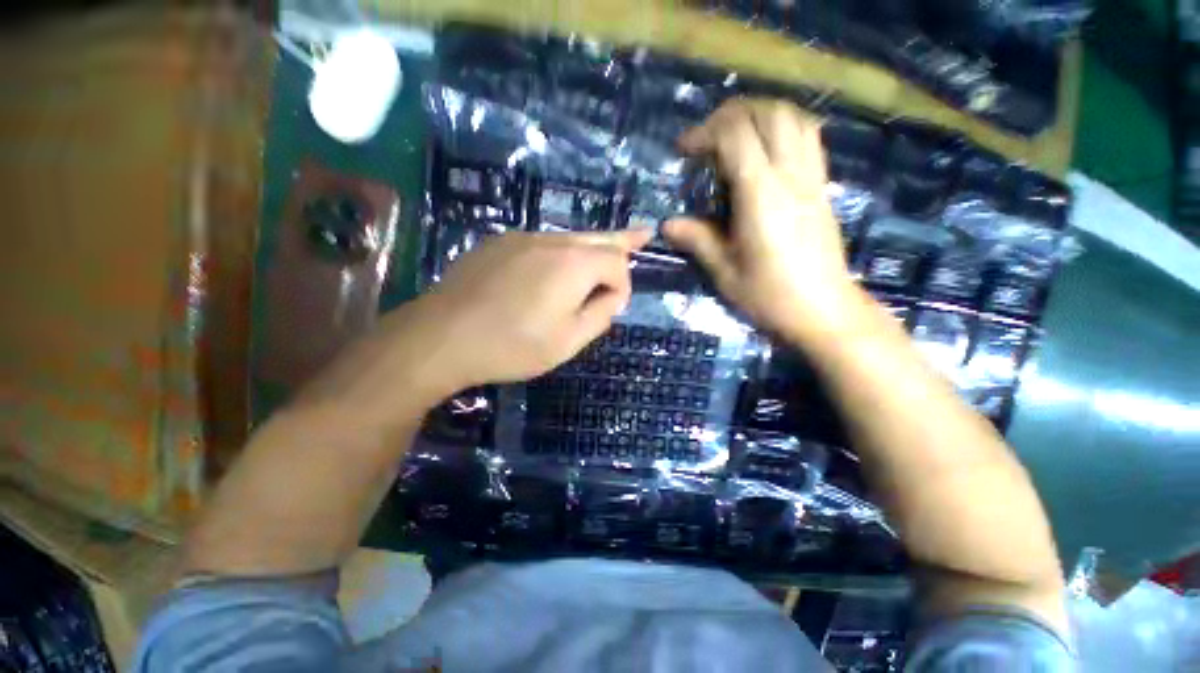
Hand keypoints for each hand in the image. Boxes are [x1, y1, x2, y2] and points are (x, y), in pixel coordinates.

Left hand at [408, 229, 651, 393]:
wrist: (442, 337)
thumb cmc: (512, 345)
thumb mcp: (569, 341)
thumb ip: (601, 315)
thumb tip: (613, 295)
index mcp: (574, 263)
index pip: (617, 263)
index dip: (623, 286)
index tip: (612, 308)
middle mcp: (552, 240)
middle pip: (598, 237)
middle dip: (624, 239)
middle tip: (645, 234)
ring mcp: (522, 237)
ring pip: (570, 238)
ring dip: (591, 248)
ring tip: (609, 247)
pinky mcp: (499, 243)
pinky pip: (542, 243)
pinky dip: (560, 253)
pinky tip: (556, 270)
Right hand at [665, 99, 860, 340]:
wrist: (824, 311)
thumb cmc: (769, 295)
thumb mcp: (724, 271)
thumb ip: (697, 240)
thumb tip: (667, 225)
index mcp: (761, 196)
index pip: (736, 136)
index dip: (706, 133)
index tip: (684, 150)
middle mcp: (791, 177)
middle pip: (770, 113)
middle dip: (733, 113)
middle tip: (707, 136)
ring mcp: (811, 179)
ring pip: (795, 119)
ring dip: (761, 114)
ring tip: (735, 134)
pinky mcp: (821, 188)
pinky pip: (808, 138)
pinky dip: (784, 128)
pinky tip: (765, 149)